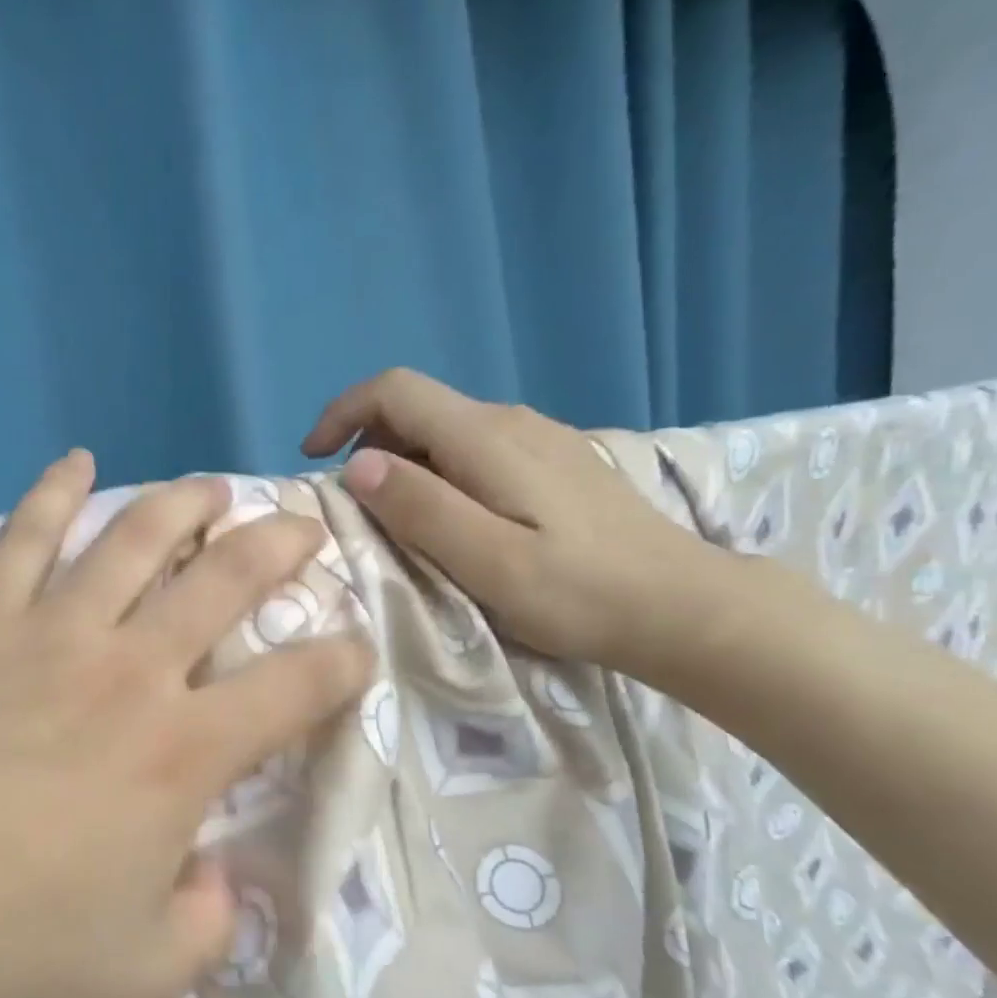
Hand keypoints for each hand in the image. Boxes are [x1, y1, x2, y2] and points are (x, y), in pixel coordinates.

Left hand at [0, 452, 374, 997]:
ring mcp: (50, 630)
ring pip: (137, 536)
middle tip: (303, 529)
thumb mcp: (139, 974)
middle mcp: (131, 669)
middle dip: (282, 546)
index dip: (343, 661)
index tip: (356, 649)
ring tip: (214, 488)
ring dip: (187, 503)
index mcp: (183, 752)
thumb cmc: (2, 948)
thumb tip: (219, 878)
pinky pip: (25, 534)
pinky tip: (78, 462)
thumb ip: (205, 925)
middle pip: (228, 579)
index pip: (297, 686)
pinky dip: (56, 489)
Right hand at [302, 368, 725, 674]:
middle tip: (356, 512)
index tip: (312, 460)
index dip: (342, 413)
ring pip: (443, 431)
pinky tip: (454, 522)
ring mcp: (538, 438)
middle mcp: (510, 422)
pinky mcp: (554, 462)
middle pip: (416, 409)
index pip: (395, 390)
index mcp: (486, 438)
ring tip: (398, 525)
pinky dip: (438, 474)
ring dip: (402, 465)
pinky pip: (473, 450)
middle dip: (367, 447)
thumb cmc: (579, 593)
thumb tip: (356, 465)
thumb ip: (420, 508)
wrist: (684, 607)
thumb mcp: (487, 561)